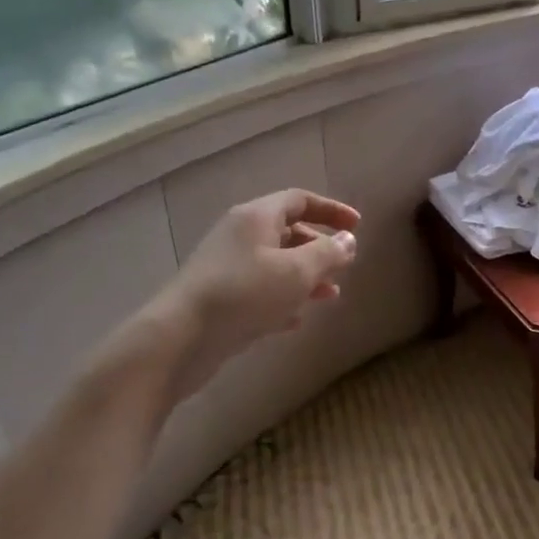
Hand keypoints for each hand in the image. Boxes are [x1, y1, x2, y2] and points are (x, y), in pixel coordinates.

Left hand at [151, 189, 359, 399]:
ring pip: (275, 264)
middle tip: (343, 266)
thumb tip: (348, 240)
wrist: (181, 338)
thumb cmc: (245, 294)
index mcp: (257, 217)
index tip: (357, 227)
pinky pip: (259, 291)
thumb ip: (327, 254)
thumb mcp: (296, 272)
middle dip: (319, 248)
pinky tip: (297, 320)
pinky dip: (282, 300)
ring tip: (330, 296)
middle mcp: (240, 235)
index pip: (299, 200)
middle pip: (287, 231)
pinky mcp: (220, 299)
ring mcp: (227, 267)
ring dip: (305, 277)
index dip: (331, 210)